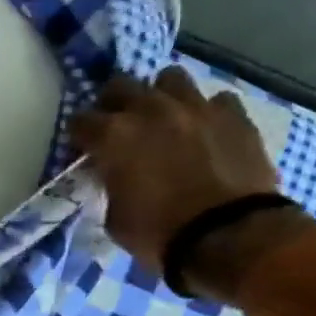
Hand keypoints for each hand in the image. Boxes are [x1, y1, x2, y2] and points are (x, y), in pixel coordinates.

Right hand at [70, 68, 311, 299]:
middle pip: (120, 85)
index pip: (81, 121)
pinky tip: (206, 131)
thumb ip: (112, 185)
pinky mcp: (235, 116)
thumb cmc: (160, 233)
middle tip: (118, 125)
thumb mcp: (115, 217)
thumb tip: (117, 177)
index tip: (84, 149)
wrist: (229, 236)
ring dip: (161, 96)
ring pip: (170, 79)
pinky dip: (206, 112)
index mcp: (113, 137)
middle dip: (114, 103)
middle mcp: (150, 110)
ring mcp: (195, 107)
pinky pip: (215, 100)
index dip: (80, 136)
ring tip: (164, 118)